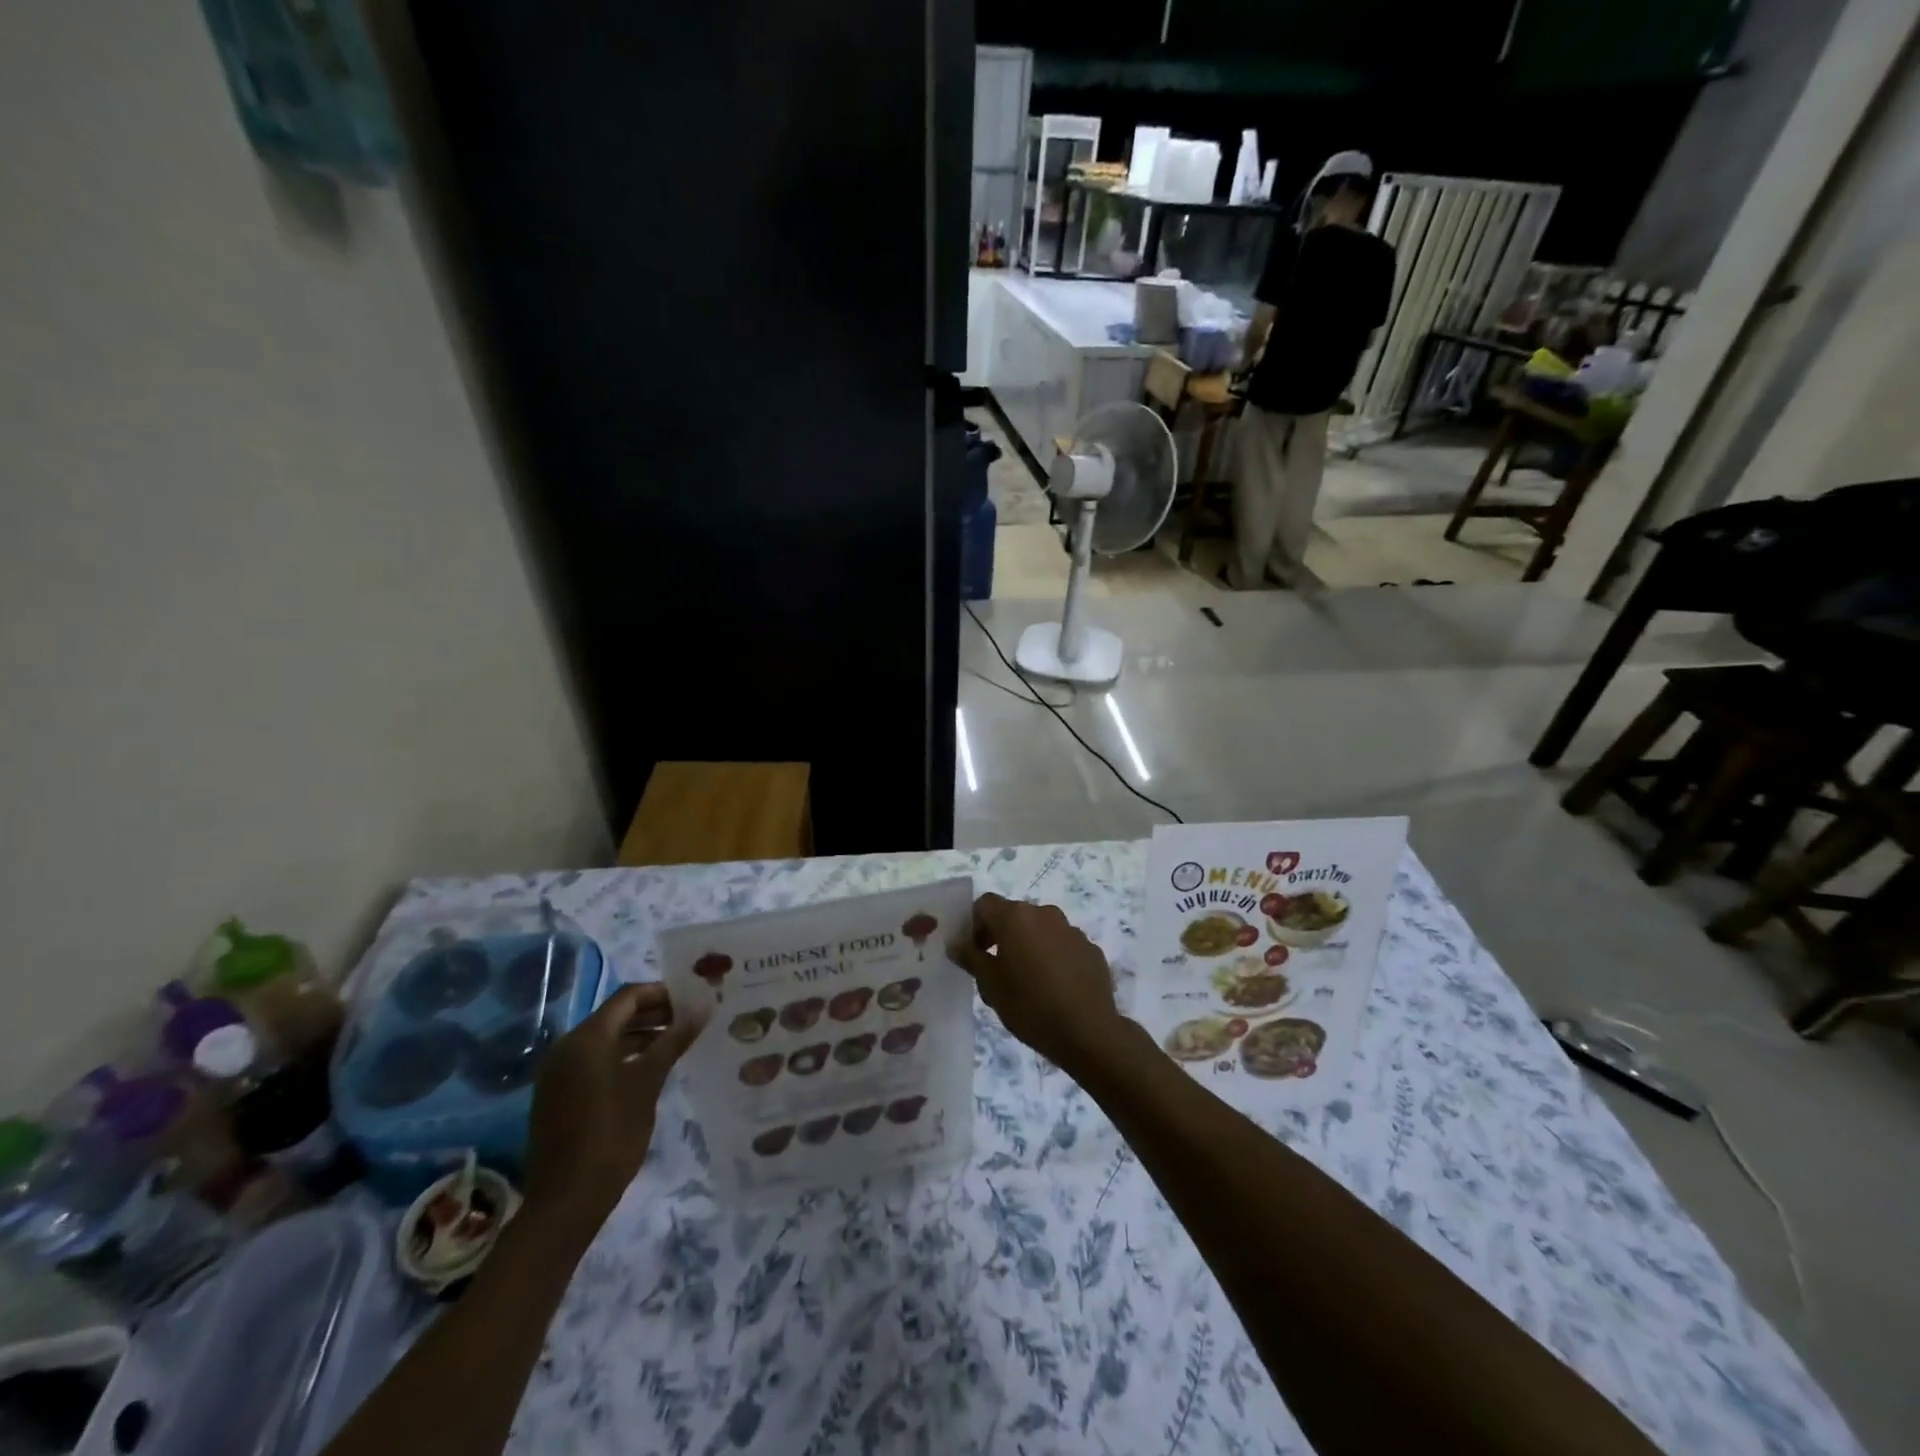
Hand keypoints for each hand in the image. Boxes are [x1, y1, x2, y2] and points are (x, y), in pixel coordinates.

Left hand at [523, 983, 705, 1238]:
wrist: (565, 1200)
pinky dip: (623, 1056)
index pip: (629, 996)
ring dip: (641, 1036)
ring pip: (606, 1039)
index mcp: (587, 1038)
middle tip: (690, 1020)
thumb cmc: (612, 1133)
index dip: (663, 993)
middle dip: (654, 1013)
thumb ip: (674, 1040)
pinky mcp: (558, 1094)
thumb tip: (703, 1007)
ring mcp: (559, 1072)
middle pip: (616, 1015)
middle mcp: (567, 1047)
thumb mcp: (648, 1082)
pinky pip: (595, 1061)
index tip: (693, 1000)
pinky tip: (650, 1070)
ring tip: (677, 1043)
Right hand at [955, 893, 1128, 1072]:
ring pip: (1040, 930)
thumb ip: (971, 957)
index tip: (973, 952)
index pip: (985, 904)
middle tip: (995, 969)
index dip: (973, 924)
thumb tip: (956, 943)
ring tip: (1026, 981)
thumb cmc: (1030, 1005)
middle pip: (1014, 915)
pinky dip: (1052, 957)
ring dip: (1028, 946)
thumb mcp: (990, 985)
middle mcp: (1044, 914)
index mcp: (1016, 917)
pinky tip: (1053, 987)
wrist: (1088, 1031)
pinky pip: (1062, 945)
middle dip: (1001, 936)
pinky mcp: (1090, 949)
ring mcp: (1071, 930)